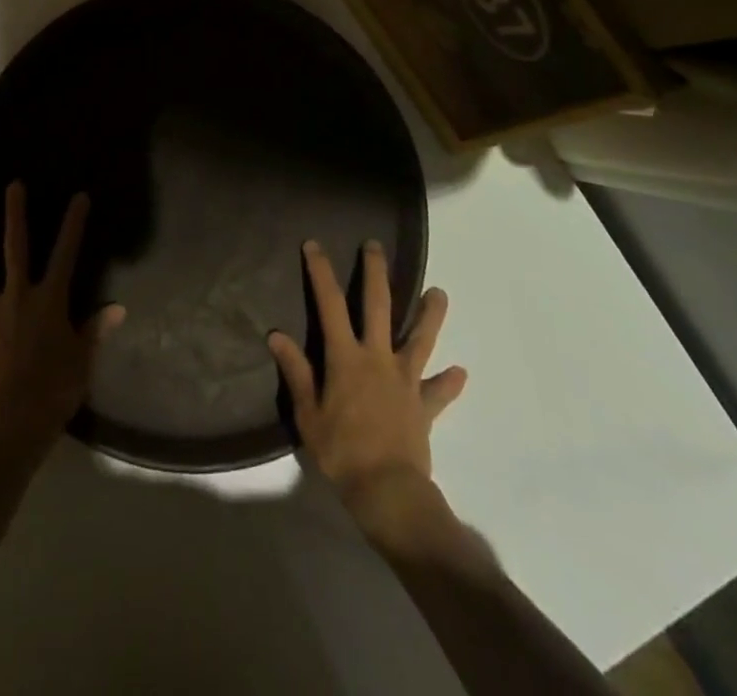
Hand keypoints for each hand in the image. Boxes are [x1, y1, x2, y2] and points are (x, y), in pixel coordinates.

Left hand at [0, 182, 125, 451]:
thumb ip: (94, 332)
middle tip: (12, 185)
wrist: (13, 423)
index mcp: (49, 301)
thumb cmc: (55, 390)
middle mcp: (17, 298)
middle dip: (15, 215)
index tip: (79, 197)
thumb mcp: (82, 361)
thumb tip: (116, 308)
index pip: (66, 255)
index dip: (73, 225)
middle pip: (16, 248)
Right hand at [268, 239, 467, 530]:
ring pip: (420, 338)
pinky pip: (439, 391)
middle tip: (374, 246)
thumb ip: (296, 372)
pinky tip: (460, 373)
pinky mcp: (424, 405)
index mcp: (345, 357)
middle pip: (379, 306)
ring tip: (440, 293)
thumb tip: (276, 336)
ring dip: (430, 314)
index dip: (321, 272)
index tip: (314, 245)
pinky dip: (448, 382)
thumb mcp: (308, 414)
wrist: (388, 491)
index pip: (330, 304)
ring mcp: (405, 379)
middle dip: (375, 273)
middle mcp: (377, 358)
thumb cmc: (341, 451)